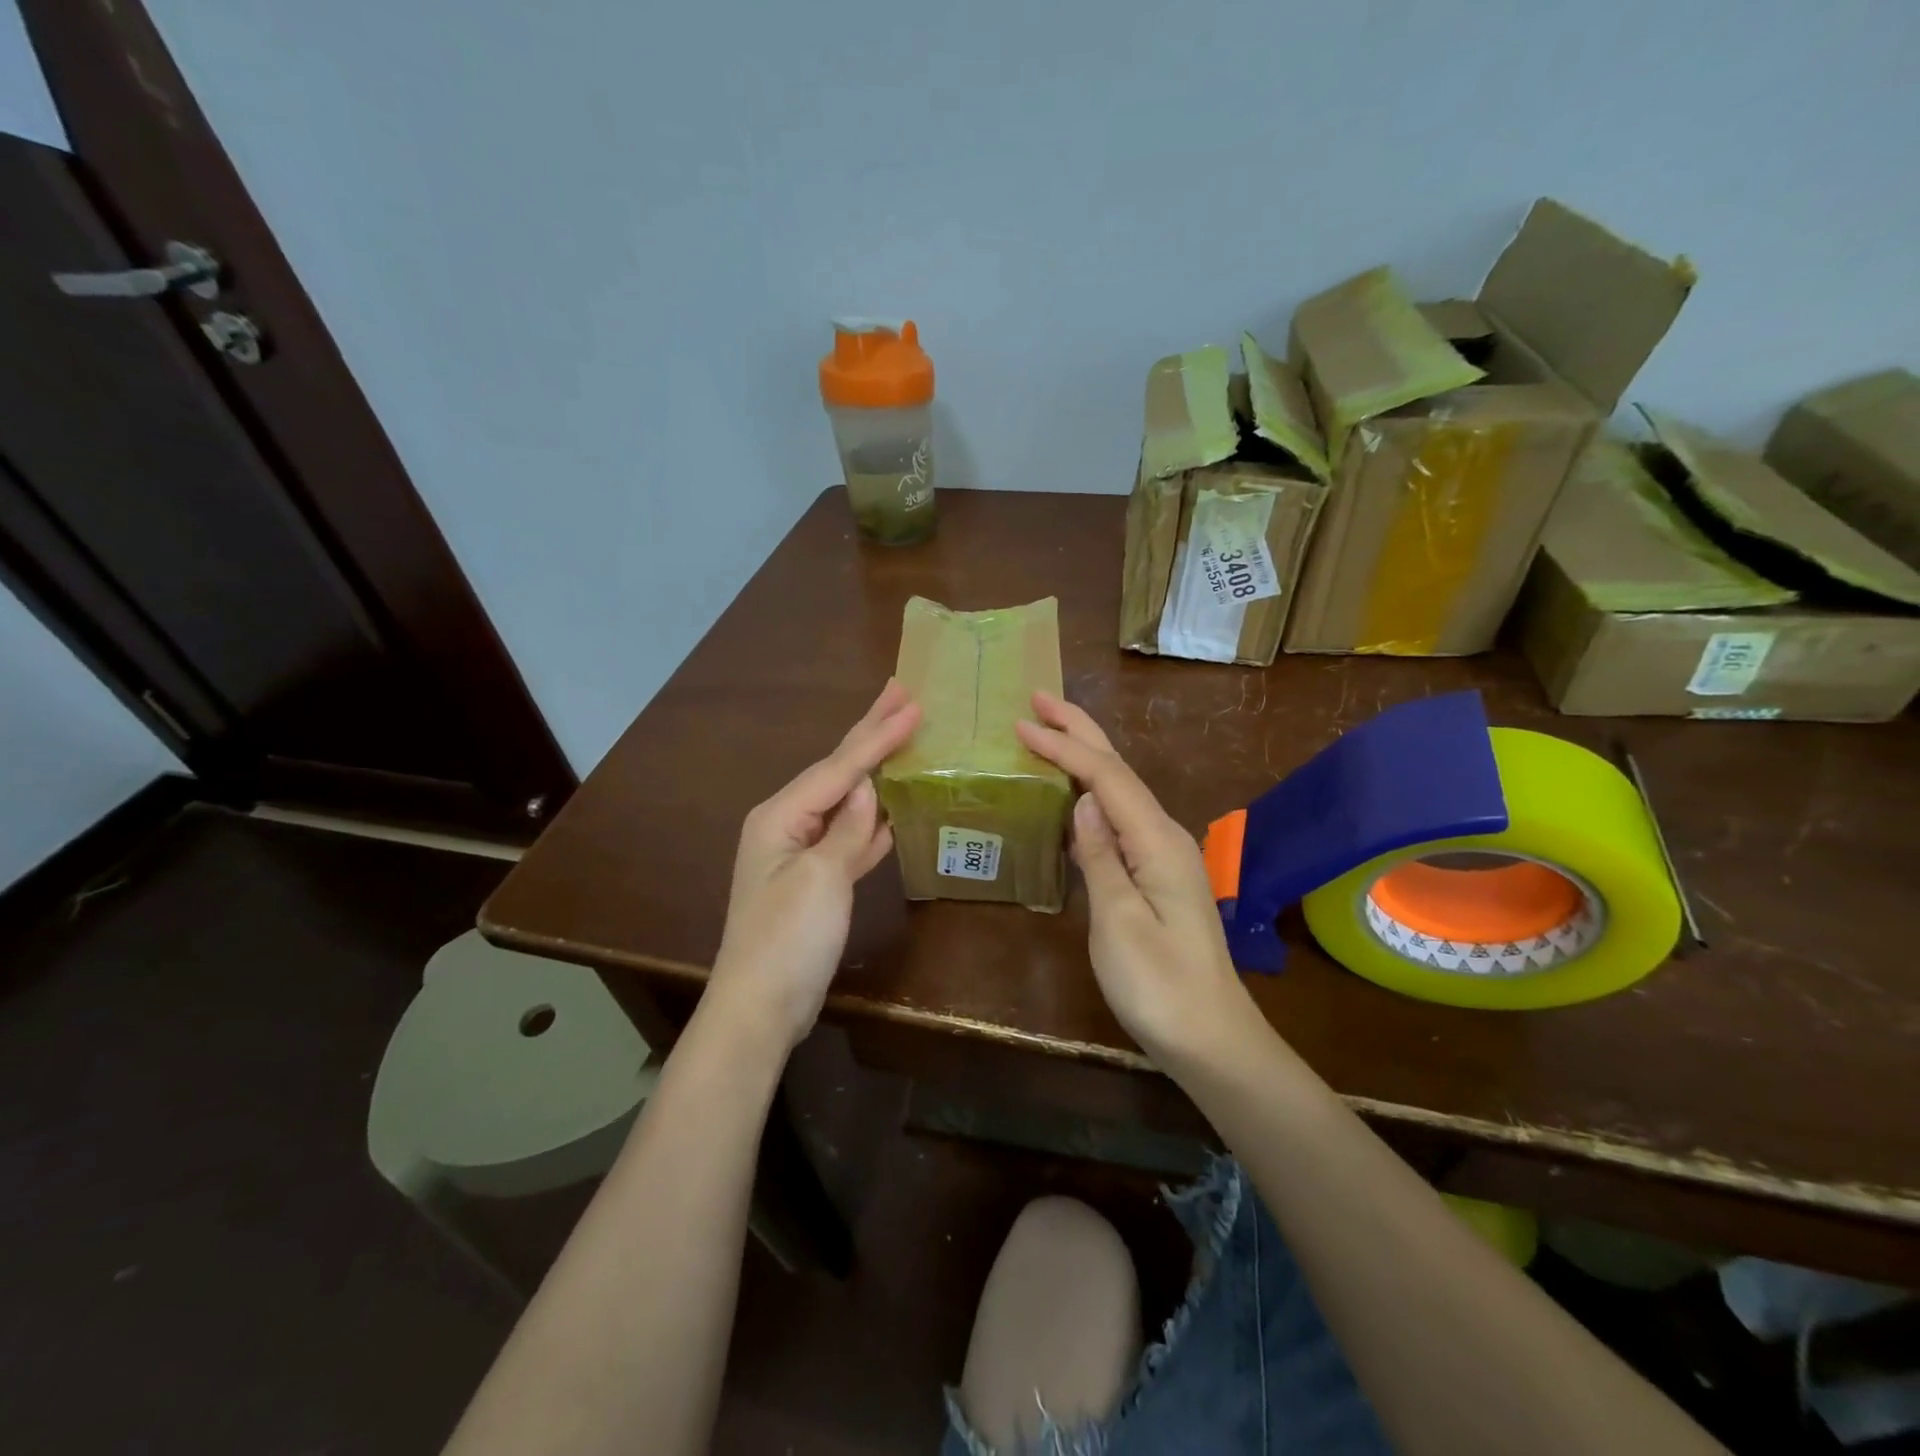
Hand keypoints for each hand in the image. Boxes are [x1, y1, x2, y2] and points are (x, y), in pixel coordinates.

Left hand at [706, 680, 921, 1052]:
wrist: (760, 1008)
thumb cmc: (787, 940)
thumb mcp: (820, 880)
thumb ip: (846, 830)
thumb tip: (868, 789)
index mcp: (780, 816)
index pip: (839, 767)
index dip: (878, 735)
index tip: (913, 703)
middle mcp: (786, 824)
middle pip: (836, 770)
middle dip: (869, 732)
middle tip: (901, 692)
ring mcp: (800, 852)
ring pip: (845, 799)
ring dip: (874, 769)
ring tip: (900, 735)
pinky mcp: (817, 880)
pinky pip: (848, 835)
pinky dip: (872, 819)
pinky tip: (892, 806)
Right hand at [1015, 692, 1253, 1067]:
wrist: (1211, 1039)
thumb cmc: (1159, 986)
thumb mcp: (1120, 922)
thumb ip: (1101, 856)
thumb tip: (1083, 800)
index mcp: (1156, 841)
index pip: (1106, 777)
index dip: (1064, 747)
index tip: (1021, 724)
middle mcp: (1164, 836)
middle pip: (1118, 770)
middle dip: (1080, 731)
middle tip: (1039, 700)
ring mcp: (1163, 855)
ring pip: (1120, 790)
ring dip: (1085, 756)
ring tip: (1050, 731)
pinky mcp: (1156, 874)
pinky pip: (1119, 817)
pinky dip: (1091, 792)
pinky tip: (1073, 795)